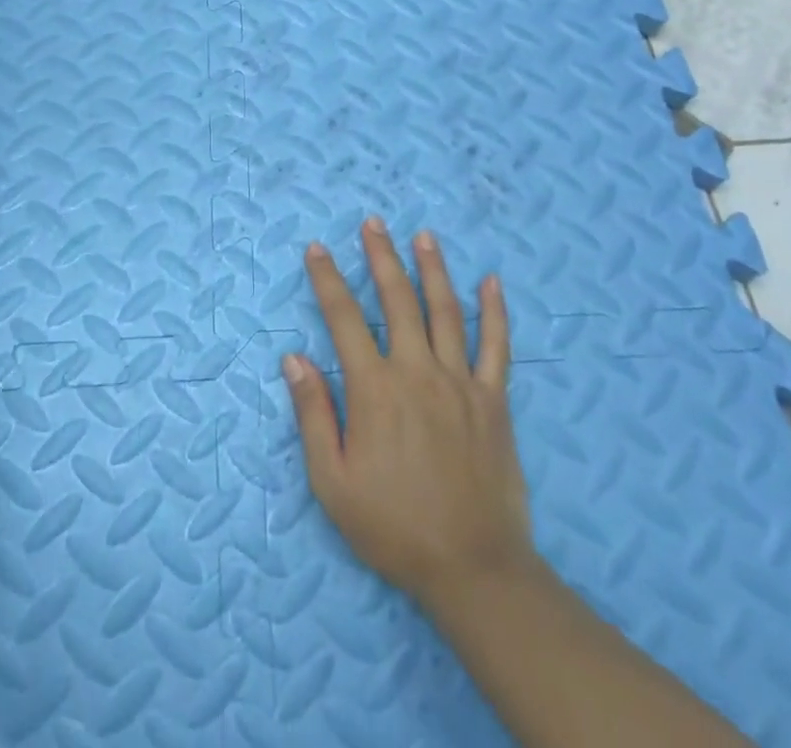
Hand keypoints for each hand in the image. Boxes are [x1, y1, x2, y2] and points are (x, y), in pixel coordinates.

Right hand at [284, 218, 536, 608]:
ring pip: (445, 311)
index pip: (344, 319)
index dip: (328, 280)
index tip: (318, 249)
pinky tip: (491, 282)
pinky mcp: (493, 399)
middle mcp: (417, 371)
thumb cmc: (394, 527)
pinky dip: (494, 311)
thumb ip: (313, 414)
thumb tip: (294, 358)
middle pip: (397, 300)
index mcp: (375, 389)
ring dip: (432, 269)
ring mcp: (460, 381)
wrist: (473, 568)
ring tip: (423, 236)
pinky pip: (496, 346)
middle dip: (382, 257)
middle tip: (373, 224)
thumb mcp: (333, 482)